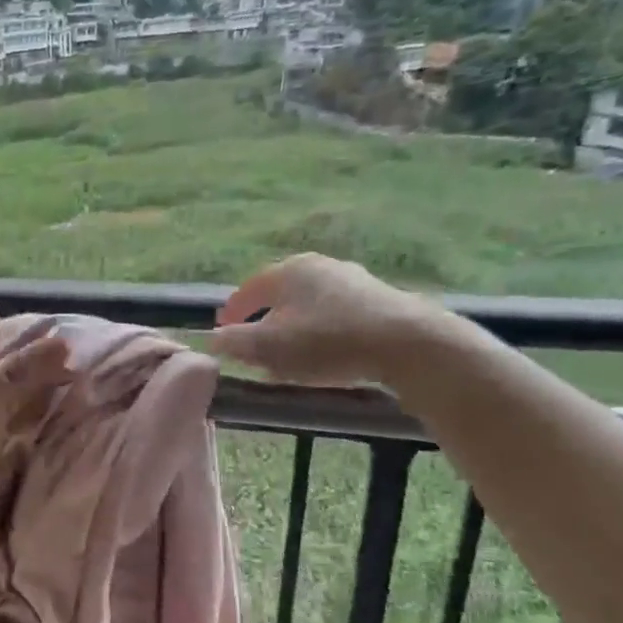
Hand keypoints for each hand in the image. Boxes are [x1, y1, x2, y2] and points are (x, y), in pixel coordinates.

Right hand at [208, 253, 446, 387]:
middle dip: (263, 322)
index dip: (231, 314)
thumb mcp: (269, 348)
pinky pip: (337, 316)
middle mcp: (319, 266)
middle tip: (255, 349)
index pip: (247, 290)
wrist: (408, 345)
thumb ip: (235, 342)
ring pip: (309, 306)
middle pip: (279, 296)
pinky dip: (322, 333)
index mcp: (287, 271)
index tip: (222, 335)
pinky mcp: (380, 300)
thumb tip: (214, 339)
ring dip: (294, 329)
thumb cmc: (327, 342)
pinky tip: (326, 355)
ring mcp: (353, 280)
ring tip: (290, 356)